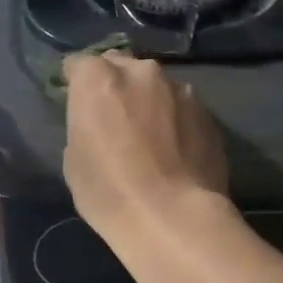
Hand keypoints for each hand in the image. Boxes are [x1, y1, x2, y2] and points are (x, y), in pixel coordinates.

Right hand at [62, 53, 229, 242]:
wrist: (174, 217)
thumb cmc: (110, 193)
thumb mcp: (74, 161)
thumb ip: (84, 126)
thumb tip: (97, 124)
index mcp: (98, 79)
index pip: (78, 65)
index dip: (75, 83)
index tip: (77, 103)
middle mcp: (141, 72)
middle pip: (121, 68)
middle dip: (116, 86)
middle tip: (115, 118)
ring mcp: (180, 89)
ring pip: (157, 88)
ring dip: (150, 103)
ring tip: (151, 138)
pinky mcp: (208, 113)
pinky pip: (183, 109)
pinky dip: (176, 122)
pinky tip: (176, 152)